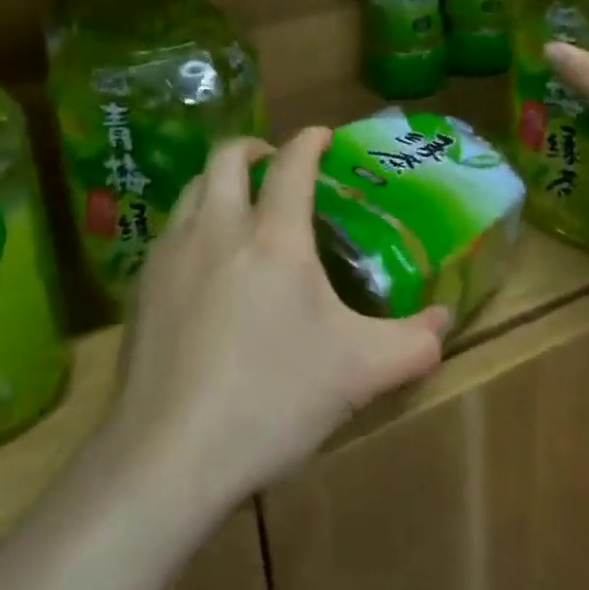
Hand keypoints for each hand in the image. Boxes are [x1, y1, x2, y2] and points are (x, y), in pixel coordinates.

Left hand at [104, 131, 448, 509]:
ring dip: (219, 180)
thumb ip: (411, 343)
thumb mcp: (358, 373)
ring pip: (194, 186)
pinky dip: (193, 222)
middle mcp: (219, 227)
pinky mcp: (142, 284)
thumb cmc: (271, 400)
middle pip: (227, 156)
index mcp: (274, 236)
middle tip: (273, 164)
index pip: (292, 164)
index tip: (322, 135)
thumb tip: (445, 320)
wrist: (168, 454)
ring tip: (238, 205)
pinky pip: (171, 229)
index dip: (309, 140)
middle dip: (254, 148)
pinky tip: (203, 261)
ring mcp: (173, 252)